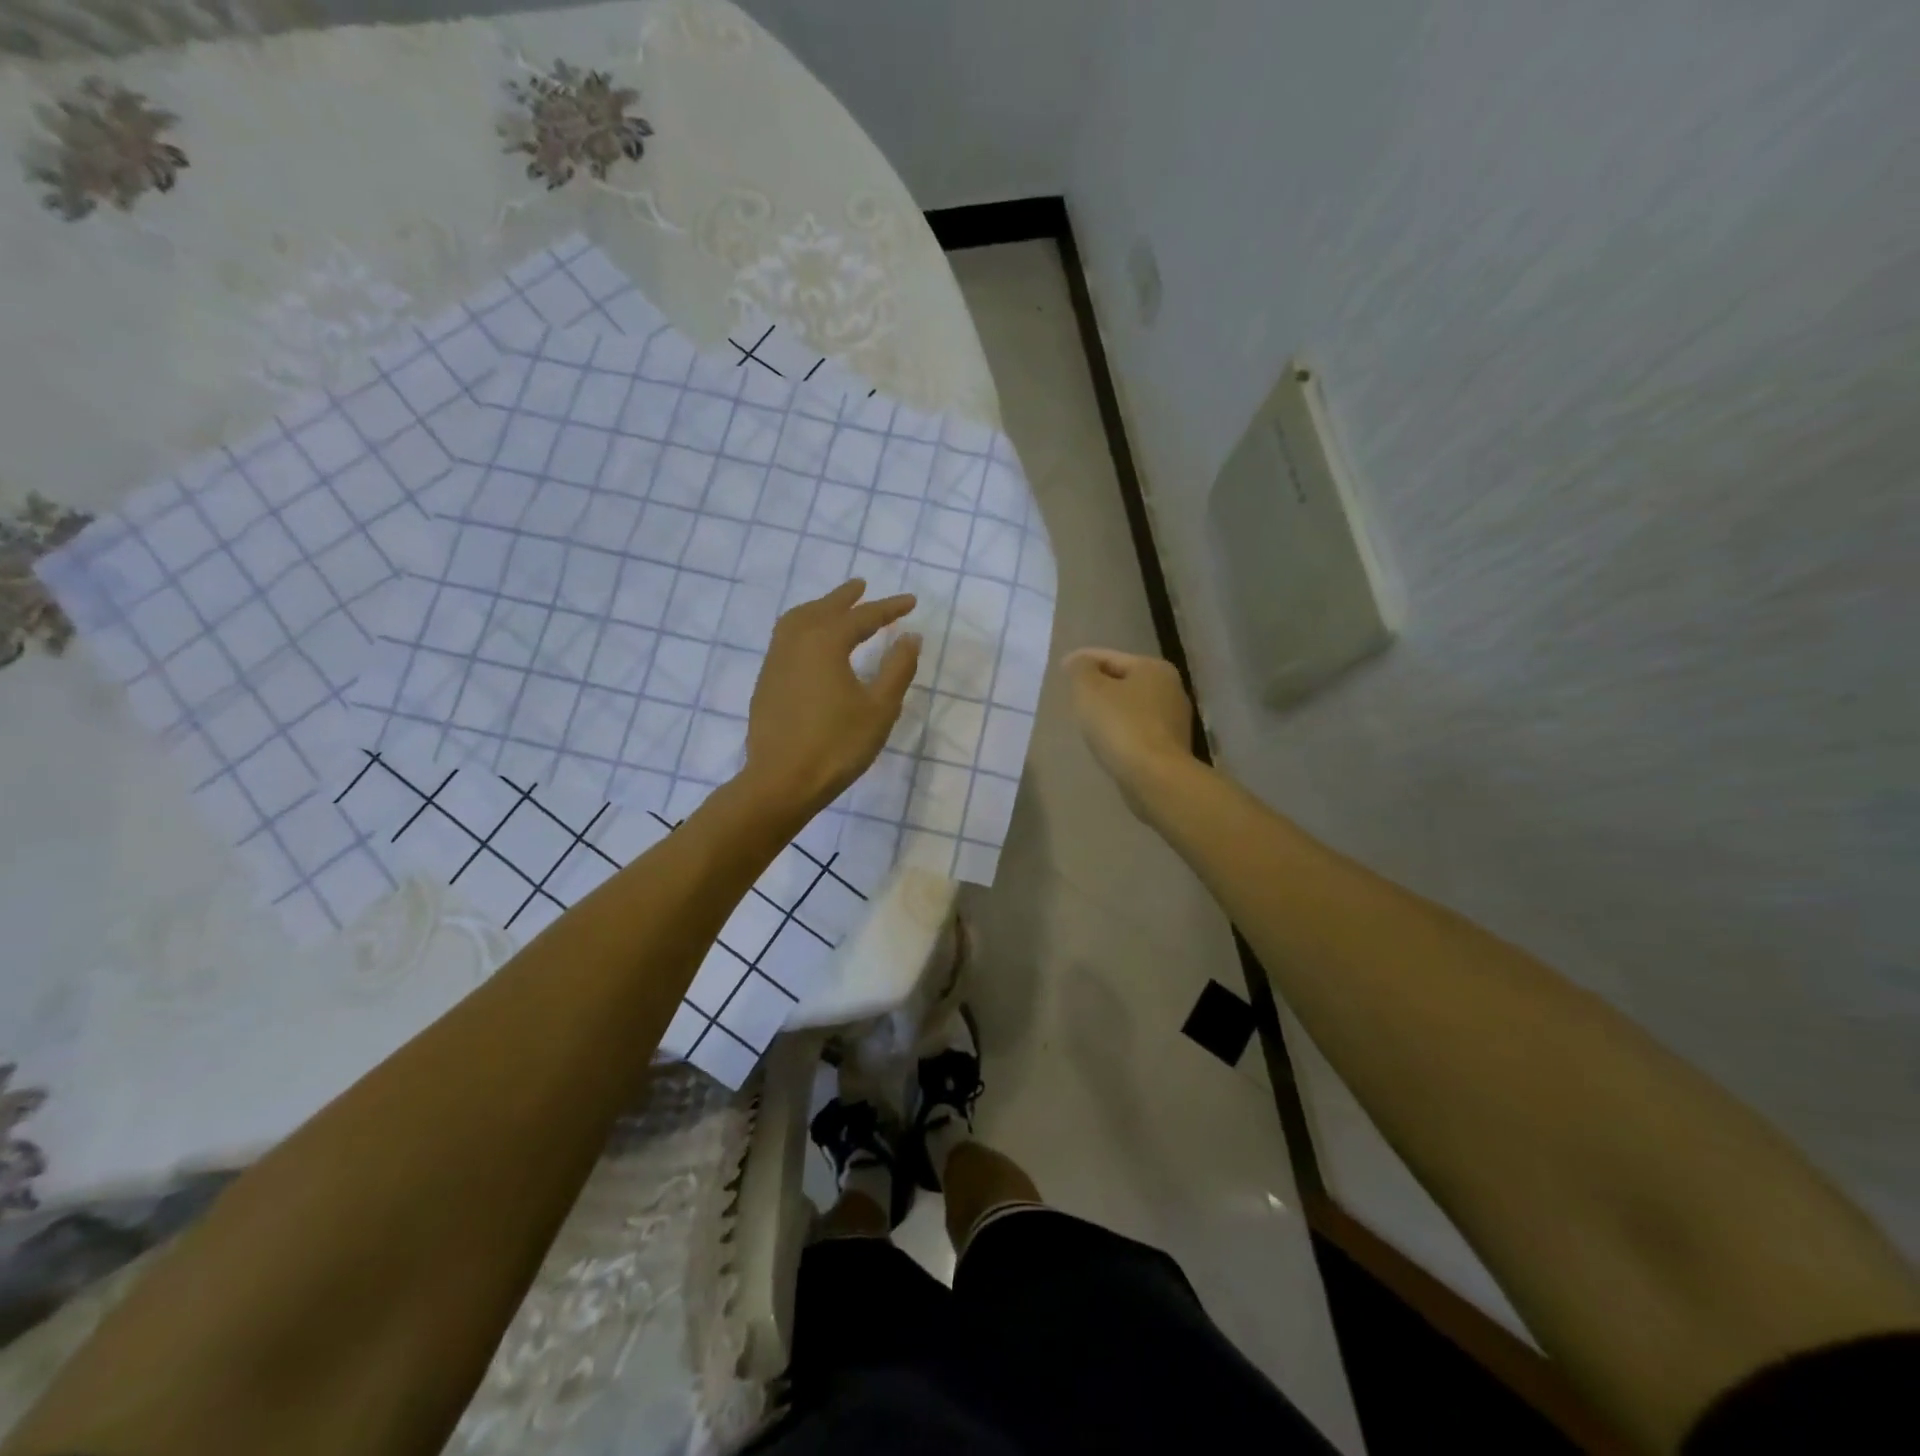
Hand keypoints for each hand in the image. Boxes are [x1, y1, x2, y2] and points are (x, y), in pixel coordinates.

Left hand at [745, 580, 920, 814]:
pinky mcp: (766, 682)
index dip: (889, 608)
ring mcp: (775, 661)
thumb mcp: (879, 708)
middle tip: (863, 587)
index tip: (911, 602)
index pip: (863, 616)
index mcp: (825, 642)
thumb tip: (910, 637)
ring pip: (797, 620)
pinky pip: (785, 639)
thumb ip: (898, 668)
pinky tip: (811, 645)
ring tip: (834, 608)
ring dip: (819, 608)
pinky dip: (803, 628)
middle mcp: (796, 642)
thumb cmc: (838, 745)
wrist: (782, 781)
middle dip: (846, 597)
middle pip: (824, 609)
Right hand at [1062, 648, 1197, 811]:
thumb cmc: (1120, 726)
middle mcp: (1171, 689)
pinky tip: (1107, 741)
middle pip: (1125, 681)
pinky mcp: (1172, 747)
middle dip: (1100, 686)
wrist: (1154, 777)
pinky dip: (1122, 731)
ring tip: (1087, 720)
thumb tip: (1080, 661)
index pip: (1111, 657)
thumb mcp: (1089, 690)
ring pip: (1133, 707)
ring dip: (1111, 710)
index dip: (1083, 661)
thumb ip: (1080, 669)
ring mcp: (1175, 720)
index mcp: (1154, 668)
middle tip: (1073, 695)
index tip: (1062, 669)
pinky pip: (1138, 730)